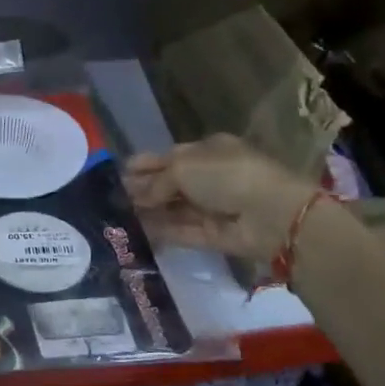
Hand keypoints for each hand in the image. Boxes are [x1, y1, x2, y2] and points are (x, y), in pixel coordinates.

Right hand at [123, 135, 313, 266]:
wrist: (271, 214)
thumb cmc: (226, 175)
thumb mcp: (184, 167)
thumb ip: (157, 182)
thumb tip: (136, 194)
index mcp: (208, 150)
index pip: (170, 156)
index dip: (146, 164)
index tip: (120, 173)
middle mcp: (211, 177)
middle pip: (172, 183)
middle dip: (145, 189)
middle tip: (113, 198)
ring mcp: (215, 207)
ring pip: (176, 209)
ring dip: (151, 211)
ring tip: (120, 217)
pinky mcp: (216, 235)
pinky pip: (185, 231)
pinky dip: (164, 231)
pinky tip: (139, 233)